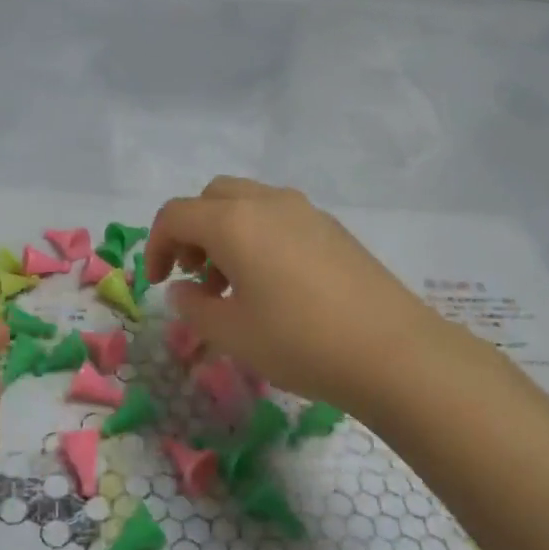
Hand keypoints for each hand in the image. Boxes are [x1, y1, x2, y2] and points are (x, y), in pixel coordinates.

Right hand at [145, 177, 449, 416]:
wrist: (393, 352)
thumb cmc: (299, 341)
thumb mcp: (231, 333)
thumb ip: (194, 307)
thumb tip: (183, 291)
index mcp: (234, 222)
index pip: (175, 215)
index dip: (155, 246)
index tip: (157, 284)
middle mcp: (268, 203)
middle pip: (212, 197)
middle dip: (191, 231)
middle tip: (194, 274)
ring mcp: (306, 211)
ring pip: (247, 203)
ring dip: (225, 233)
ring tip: (232, 285)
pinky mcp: (333, 228)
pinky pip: (279, 217)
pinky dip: (258, 237)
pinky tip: (272, 284)